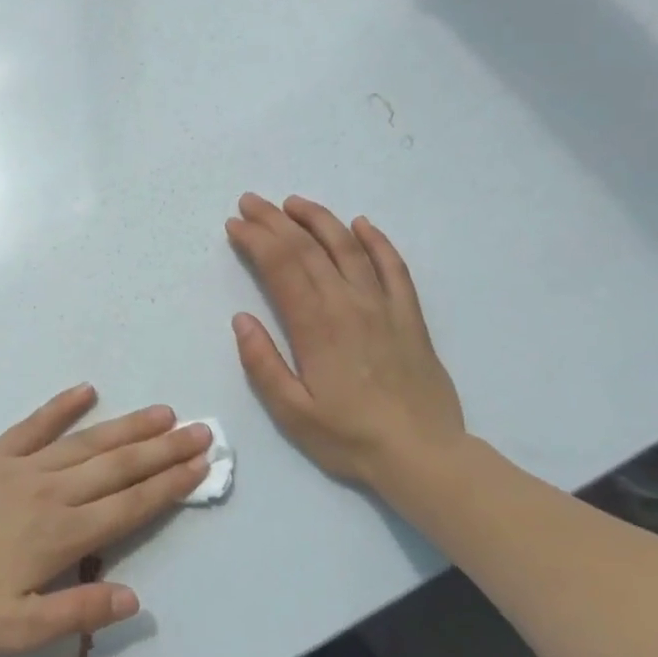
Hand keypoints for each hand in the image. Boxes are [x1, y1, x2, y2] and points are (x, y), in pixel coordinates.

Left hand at [0, 386, 210, 653]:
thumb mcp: (17, 630)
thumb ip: (77, 613)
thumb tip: (135, 599)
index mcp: (62, 534)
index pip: (129, 506)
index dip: (168, 485)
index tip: (200, 464)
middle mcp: (53, 492)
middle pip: (118, 466)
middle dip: (163, 449)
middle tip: (200, 429)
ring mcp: (23, 467)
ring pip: (88, 442)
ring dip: (128, 427)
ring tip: (162, 413)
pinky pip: (35, 425)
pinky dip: (62, 407)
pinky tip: (86, 390)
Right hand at [225, 194, 466, 496]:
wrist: (423, 454)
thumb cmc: (350, 437)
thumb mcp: (292, 412)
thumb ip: (263, 363)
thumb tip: (241, 319)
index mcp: (315, 326)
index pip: (280, 266)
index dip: (255, 240)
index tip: (235, 224)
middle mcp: (348, 304)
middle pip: (307, 248)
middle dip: (274, 220)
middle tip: (251, 201)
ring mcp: (382, 305)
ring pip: (348, 247)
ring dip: (319, 219)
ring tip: (294, 202)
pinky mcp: (409, 314)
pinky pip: (394, 266)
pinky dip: (377, 241)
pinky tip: (361, 224)